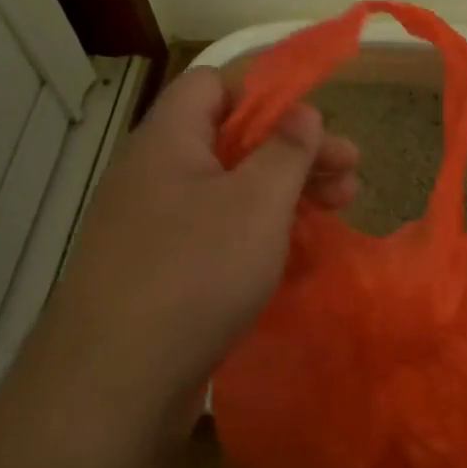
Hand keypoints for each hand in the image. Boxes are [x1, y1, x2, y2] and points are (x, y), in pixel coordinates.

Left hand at [49, 67, 357, 423]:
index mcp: (169, 140)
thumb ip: (286, 149)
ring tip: (338, 211)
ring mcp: (155, 227)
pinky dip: (258, 234)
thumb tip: (302, 111)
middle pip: (232, 141)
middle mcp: (155, 175)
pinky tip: (296, 253)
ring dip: (285, 195)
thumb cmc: (196, 272)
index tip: (316, 125)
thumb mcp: (258, 201)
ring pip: (229, 192)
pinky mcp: (161, 272)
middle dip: (295, 152)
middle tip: (350, 176)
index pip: (215, 85)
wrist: (116, 382)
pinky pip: (216, 235)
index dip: (268, 94)